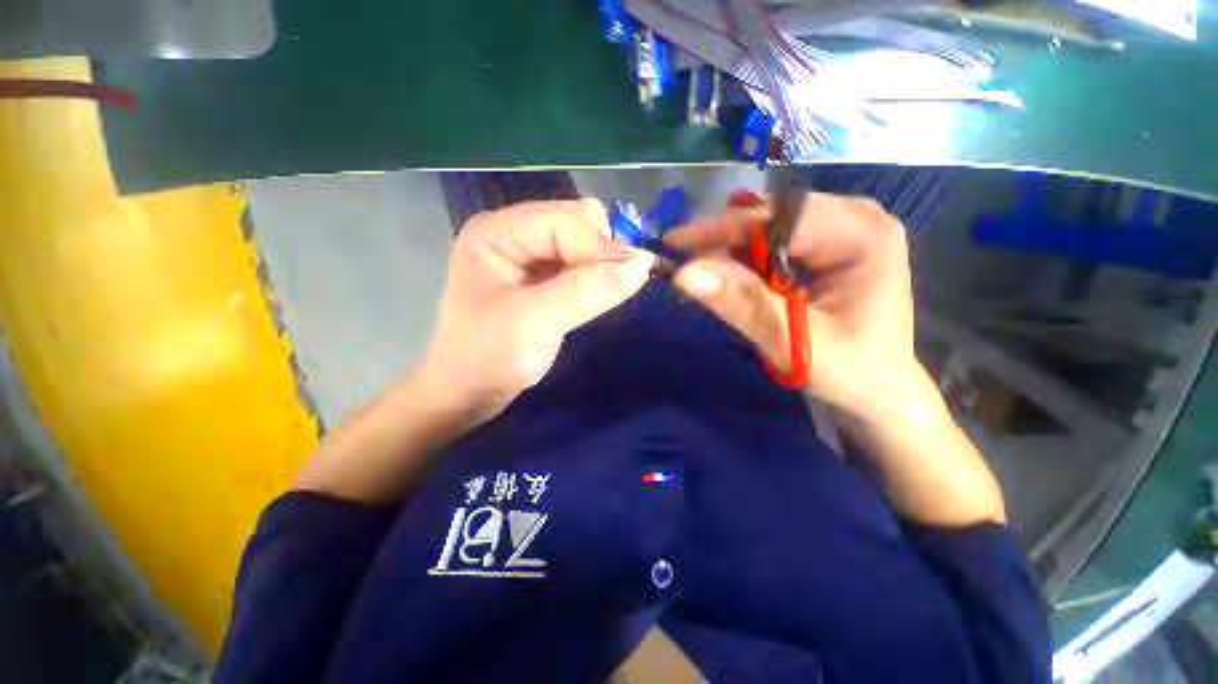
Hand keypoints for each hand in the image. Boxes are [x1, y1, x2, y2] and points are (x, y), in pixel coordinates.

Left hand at [421, 200, 655, 423]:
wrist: (471, 393)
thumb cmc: (486, 359)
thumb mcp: (532, 323)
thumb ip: (585, 291)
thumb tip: (642, 264)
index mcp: (497, 232)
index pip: (563, 219)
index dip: (599, 245)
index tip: (632, 276)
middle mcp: (515, 235)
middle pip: (577, 223)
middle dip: (602, 252)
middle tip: (613, 288)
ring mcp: (531, 256)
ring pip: (585, 243)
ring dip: (604, 265)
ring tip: (606, 295)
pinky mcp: (545, 278)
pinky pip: (583, 264)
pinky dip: (599, 277)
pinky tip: (599, 296)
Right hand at [664, 193, 919, 421]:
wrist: (881, 390)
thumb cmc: (849, 371)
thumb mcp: (791, 341)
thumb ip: (741, 303)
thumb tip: (684, 274)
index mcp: (864, 236)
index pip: (779, 217)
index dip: (722, 228)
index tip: (675, 243)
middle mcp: (859, 218)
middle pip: (774, 214)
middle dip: (725, 238)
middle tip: (685, 260)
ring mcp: (846, 228)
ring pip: (772, 224)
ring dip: (733, 248)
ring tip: (703, 272)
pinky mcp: (833, 243)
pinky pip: (779, 239)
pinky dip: (748, 256)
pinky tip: (731, 274)